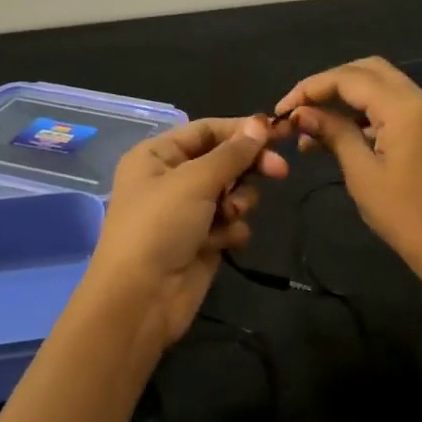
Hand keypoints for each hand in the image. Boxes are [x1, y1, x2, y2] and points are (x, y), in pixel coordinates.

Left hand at [82, 115, 290, 348]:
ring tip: (230, 215)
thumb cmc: (160, 226)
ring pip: (232, 192)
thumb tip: (261, 123)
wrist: (141, 299)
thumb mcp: (195, 180)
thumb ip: (232, 153)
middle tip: (280, 171)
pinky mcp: (202, 242)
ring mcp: (187, 213)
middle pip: (223, 160)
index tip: (278, 133)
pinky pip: (230, 224)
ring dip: (239, 201)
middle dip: (249, 167)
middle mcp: (171, 179)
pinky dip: (232, 230)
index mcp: (157, 155)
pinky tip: (223, 242)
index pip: (206, 130)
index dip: (241, 129)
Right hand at [273, 57, 421, 287]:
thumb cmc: (404, 215)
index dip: (311, 87)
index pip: (349, 78)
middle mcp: (420, 99)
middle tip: (299, 109)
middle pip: (368, 70)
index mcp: (404, 107)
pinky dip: (365, 113)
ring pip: (381, 86)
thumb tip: (300, 113)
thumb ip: (333, 134)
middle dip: (329, 84)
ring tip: (310, 129)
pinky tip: (339, 137)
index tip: (282, 109)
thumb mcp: (362, 173)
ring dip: (346, 99)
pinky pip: (394, 107)